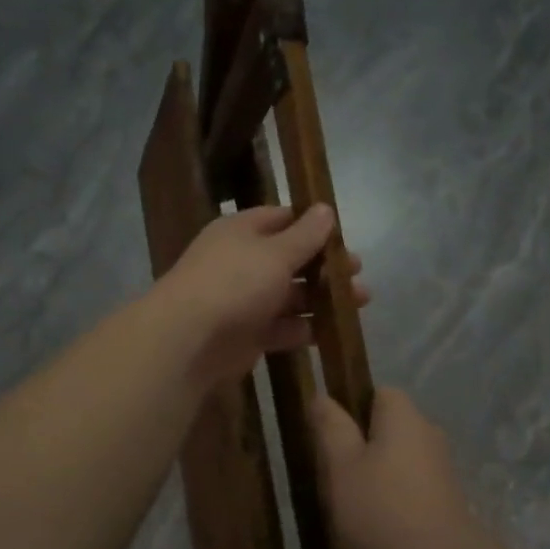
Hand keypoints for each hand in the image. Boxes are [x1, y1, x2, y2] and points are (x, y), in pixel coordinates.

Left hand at [156, 204, 367, 384]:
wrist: (189, 339)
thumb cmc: (235, 283)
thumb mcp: (276, 253)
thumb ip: (305, 235)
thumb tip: (326, 209)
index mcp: (241, 231)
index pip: (281, 219)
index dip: (312, 226)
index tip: (343, 236)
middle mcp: (240, 262)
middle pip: (289, 259)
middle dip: (324, 266)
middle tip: (358, 272)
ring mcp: (242, 300)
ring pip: (289, 295)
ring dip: (321, 298)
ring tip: (360, 302)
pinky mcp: (246, 334)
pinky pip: (281, 327)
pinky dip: (304, 328)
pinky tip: (332, 331)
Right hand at [310, 388, 484, 548]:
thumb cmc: (382, 509)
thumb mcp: (342, 466)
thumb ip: (331, 427)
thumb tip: (322, 396)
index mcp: (403, 414)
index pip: (376, 393)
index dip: (350, 410)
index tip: (330, 439)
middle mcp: (428, 431)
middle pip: (386, 425)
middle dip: (360, 445)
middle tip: (334, 475)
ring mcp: (441, 464)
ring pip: (397, 457)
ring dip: (375, 474)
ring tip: (352, 504)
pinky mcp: (446, 495)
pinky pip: (410, 482)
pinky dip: (393, 495)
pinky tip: (378, 522)